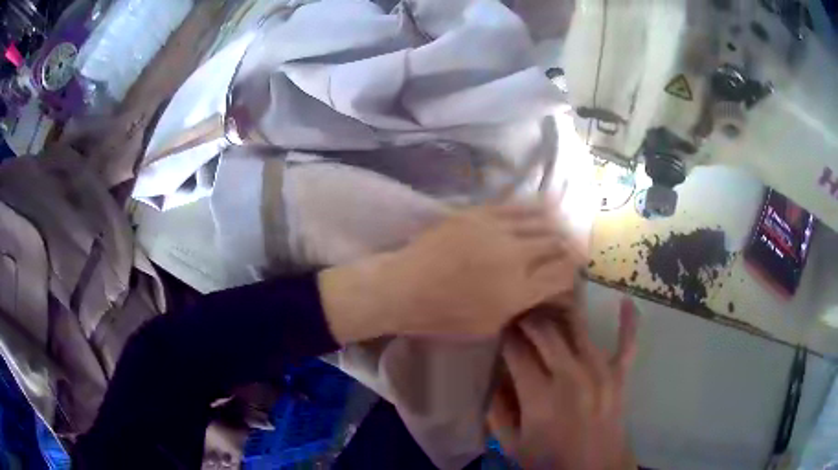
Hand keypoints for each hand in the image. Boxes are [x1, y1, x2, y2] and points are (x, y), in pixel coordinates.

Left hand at [318, 201, 583, 342]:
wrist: (403, 287)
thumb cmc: (444, 316)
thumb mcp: (489, 325)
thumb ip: (523, 305)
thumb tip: (546, 288)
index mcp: (518, 291)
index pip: (562, 274)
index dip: (573, 270)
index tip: (576, 269)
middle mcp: (514, 257)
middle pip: (556, 243)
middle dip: (570, 246)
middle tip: (576, 247)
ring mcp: (496, 230)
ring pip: (541, 220)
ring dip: (558, 225)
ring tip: (566, 227)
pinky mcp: (479, 213)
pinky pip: (516, 206)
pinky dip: (536, 207)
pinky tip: (548, 206)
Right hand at [488, 298, 637, 469]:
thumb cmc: (550, 462)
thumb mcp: (512, 445)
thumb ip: (497, 411)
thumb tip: (493, 376)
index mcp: (540, 397)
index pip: (516, 350)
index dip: (504, 334)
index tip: (496, 326)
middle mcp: (572, 376)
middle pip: (545, 331)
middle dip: (527, 317)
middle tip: (517, 312)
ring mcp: (601, 372)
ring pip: (579, 327)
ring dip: (560, 311)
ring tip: (548, 302)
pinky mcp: (620, 375)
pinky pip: (627, 342)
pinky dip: (628, 321)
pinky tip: (624, 301)